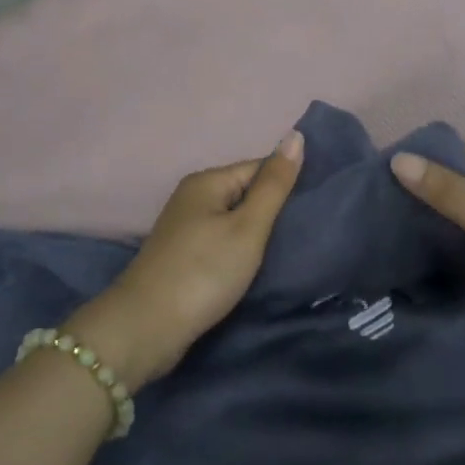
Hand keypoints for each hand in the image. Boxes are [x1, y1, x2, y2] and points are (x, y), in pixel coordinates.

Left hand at [67, 130, 304, 390]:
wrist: (146, 329)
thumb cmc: (203, 272)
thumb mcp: (248, 227)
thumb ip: (274, 184)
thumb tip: (295, 135)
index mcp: (207, 181)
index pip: (259, 168)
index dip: (288, 183)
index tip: (318, 205)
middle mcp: (193, 197)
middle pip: (246, 193)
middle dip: (275, 209)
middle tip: (309, 229)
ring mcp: (185, 228)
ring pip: (235, 220)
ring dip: (259, 233)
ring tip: (292, 247)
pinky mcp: (184, 257)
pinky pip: (222, 242)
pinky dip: (242, 250)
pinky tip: (260, 265)